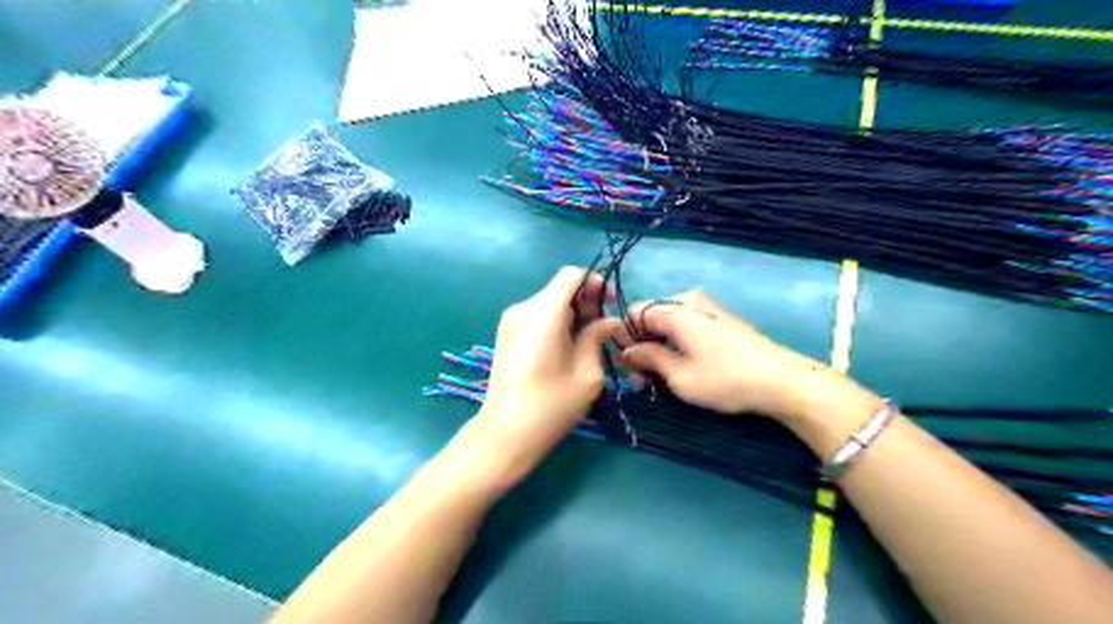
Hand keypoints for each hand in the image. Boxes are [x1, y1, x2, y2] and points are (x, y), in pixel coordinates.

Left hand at [469, 265, 622, 479]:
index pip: (571, 275)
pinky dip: (556, 322)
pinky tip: (566, 348)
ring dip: (572, 313)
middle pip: (560, 288)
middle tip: (603, 330)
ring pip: (549, 302)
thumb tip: (609, 321)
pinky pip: (538, 316)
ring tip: (587, 342)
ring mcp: (511, 320)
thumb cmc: (551, 406)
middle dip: (585, 302)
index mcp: (543, 313)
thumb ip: (598, 337)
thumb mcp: (587, 373)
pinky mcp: (506, 334)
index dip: (594, 283)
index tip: (609, 305)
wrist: (505, 433)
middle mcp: (523, 309)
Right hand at [616, 286, 844, 423]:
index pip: (634, 313)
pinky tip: (678, 368)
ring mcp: (706, 307)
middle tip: (639, 380)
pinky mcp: (718, 317)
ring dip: (657, 348)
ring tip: (657, 380)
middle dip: (641, 347)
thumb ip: (648, 358)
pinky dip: (675, 344)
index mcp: (675, 308)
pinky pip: (684, 325)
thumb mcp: (679, 375)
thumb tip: (626, 351)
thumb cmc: (725, 379)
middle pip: (650, 317)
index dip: (623, 337)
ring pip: (667, 323)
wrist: (781, 380)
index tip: (622, 365)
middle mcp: (688, 299)